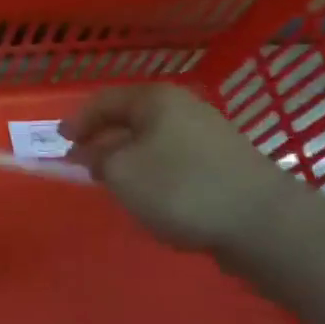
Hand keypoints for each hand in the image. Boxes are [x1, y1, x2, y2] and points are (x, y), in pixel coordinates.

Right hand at [61, 84, 292, 252]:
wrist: (265, 224)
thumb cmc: (180, 188)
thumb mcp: (120, 172)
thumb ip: (96, 158)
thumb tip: (92, 153)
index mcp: (155, 100)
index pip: (103, 101)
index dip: (77, 121)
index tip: (59, 144)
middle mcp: (184, 108)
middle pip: (130, 119)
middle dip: (103, 140)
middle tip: (83, 165)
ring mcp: (209, 136)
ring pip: (153, 141)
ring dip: (129, 159)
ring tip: (115, 184)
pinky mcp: (225, 165)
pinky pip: (175, 161)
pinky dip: (155, 174)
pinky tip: (153, 198)